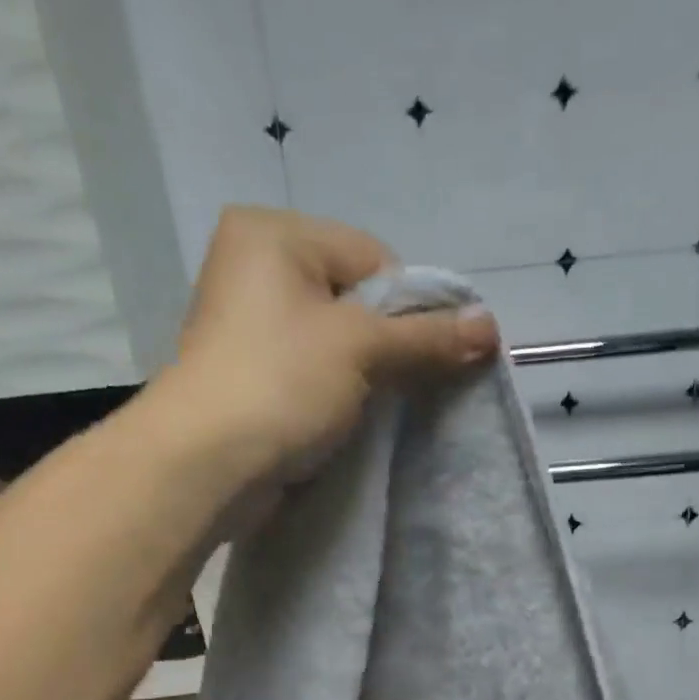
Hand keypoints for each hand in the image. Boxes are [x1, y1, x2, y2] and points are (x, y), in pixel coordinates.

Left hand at [162, 206, 498, 523]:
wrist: (206, 466)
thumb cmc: (281, 384)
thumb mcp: (362, 349)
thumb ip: (427, 337)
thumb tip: (492, 327)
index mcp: (272, 234)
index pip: (372, 257)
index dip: (411, 307)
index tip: (432, 355)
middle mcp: (254, 269)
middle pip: (355, 300)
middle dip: (390, 345)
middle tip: (408, 385)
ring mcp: (247, 327)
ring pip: (335, 343)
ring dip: (365, 376)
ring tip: (377, 408)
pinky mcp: (249, 377)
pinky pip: (311, 374)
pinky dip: (337, 395)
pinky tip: (348, 420)